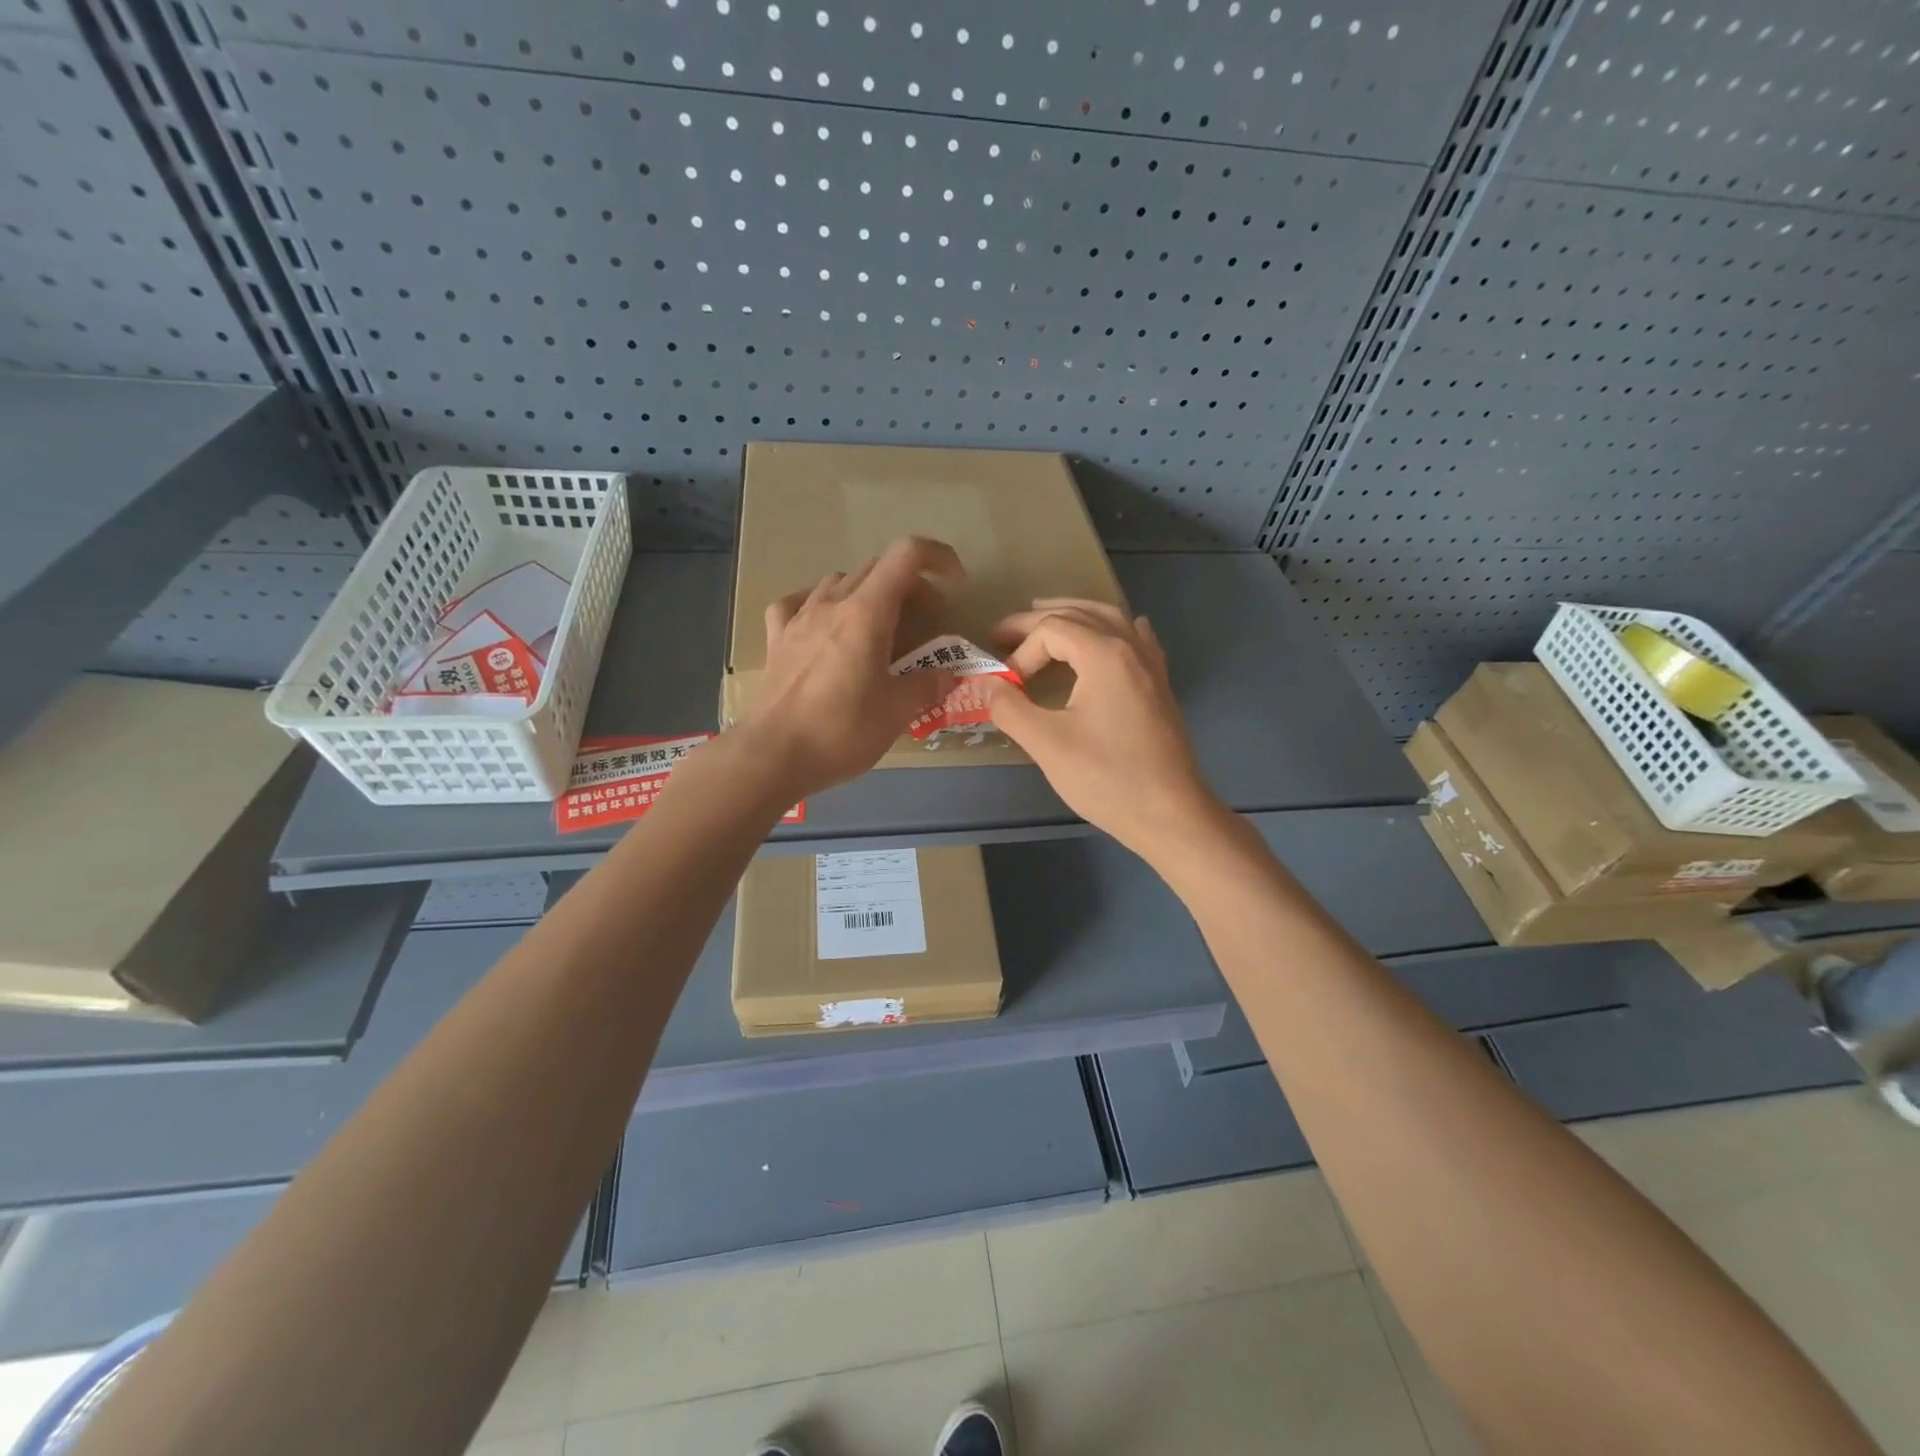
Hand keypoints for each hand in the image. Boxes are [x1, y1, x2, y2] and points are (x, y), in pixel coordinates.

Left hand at [733, 536, 962, 798]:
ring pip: (838, 582)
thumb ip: (927, 685)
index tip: (955, 586)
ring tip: (879, 626)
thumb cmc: (841, 731)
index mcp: (866, 612)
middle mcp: (831, 604)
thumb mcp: (897, 712)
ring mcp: (798, 619)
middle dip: (909, 586)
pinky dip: (819, 605)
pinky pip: (797, 604)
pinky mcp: (777, 640)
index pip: (906, 555)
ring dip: (867, 594)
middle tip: (925, 621)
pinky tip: (823, 624)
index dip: (937, 558)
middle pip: (876, 569)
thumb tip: (946, 674)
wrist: (772, 756)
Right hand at [983, 599, 1223, 860]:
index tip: (1007, 687)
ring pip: (1110, 618)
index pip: (1050, 630)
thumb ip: (1010, 707)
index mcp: (1104, 654)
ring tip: (1045, 616)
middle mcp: (1131, 647)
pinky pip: (1135, 637)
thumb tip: (984, 684)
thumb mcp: (1047, 744)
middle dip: (1037, 620)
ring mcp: (1151, 664)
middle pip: (1079, 614)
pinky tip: (1109, 637)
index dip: (1021, 652)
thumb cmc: (1106, 778)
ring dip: (1074, 614)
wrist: (1170, 814)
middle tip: (1002, 632)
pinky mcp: (1160, 685)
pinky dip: (1111, 628)